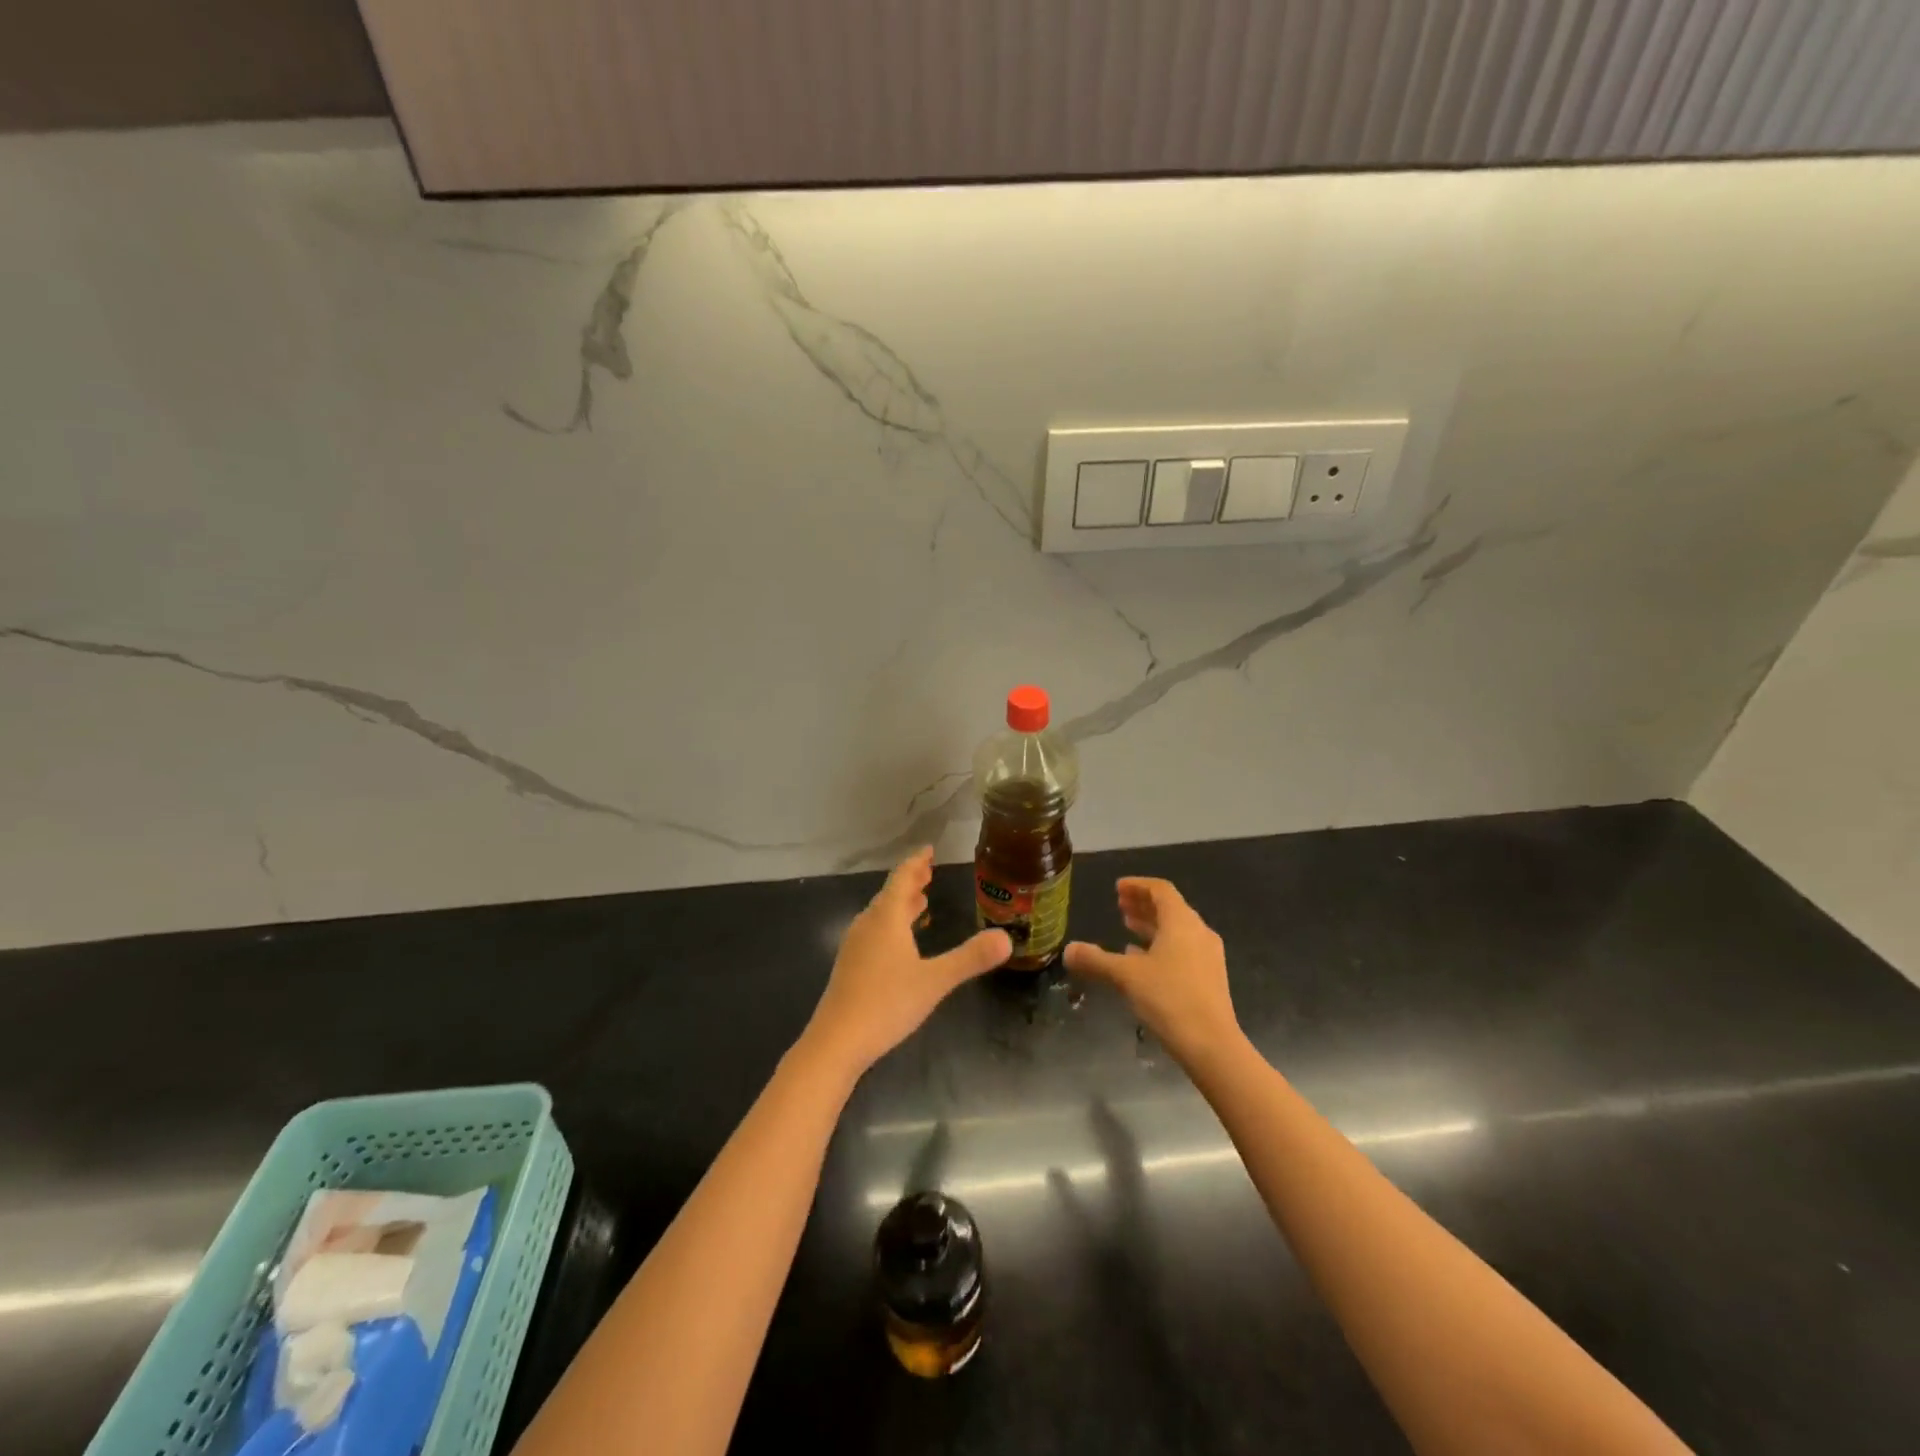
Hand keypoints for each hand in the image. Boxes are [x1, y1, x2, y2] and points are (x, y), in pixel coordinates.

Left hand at [800, 848, 1010, 1078]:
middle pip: (889, 894)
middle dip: (910, 882)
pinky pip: (874, 931)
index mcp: (886, 919)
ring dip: (900, 904)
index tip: (929, 850)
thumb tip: (1007, 938)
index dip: (916, 863)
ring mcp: (855, 946)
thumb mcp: (935, 981)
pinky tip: (899, 942)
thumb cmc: (886, 1004)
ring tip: (918, 901)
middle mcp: (867, 925)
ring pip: (880, 914)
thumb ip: (970, 958)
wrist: (836, 1041)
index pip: (902, 878)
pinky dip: (891, 924)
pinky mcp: (850, 966)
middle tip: (928, 872)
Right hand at [1065, 878, 1242, 1067]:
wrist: (1212, 1045)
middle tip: (1120, 905)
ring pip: (1177, 931)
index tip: (1118, 888)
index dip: (1138, 885)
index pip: (1160, 890)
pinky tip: (1143, 961)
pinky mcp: (1210, 978)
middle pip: (1170, 908)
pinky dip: (1162, 946)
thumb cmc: (1169, 998)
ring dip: (1152, 926)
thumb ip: (1096, 960)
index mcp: (1181, 922)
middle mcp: (1198, 932)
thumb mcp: (1126, 976)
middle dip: (1143, 905)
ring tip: (1128, 929)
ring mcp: (1208, 956)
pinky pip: (1183, 950)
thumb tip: (1067, 950)